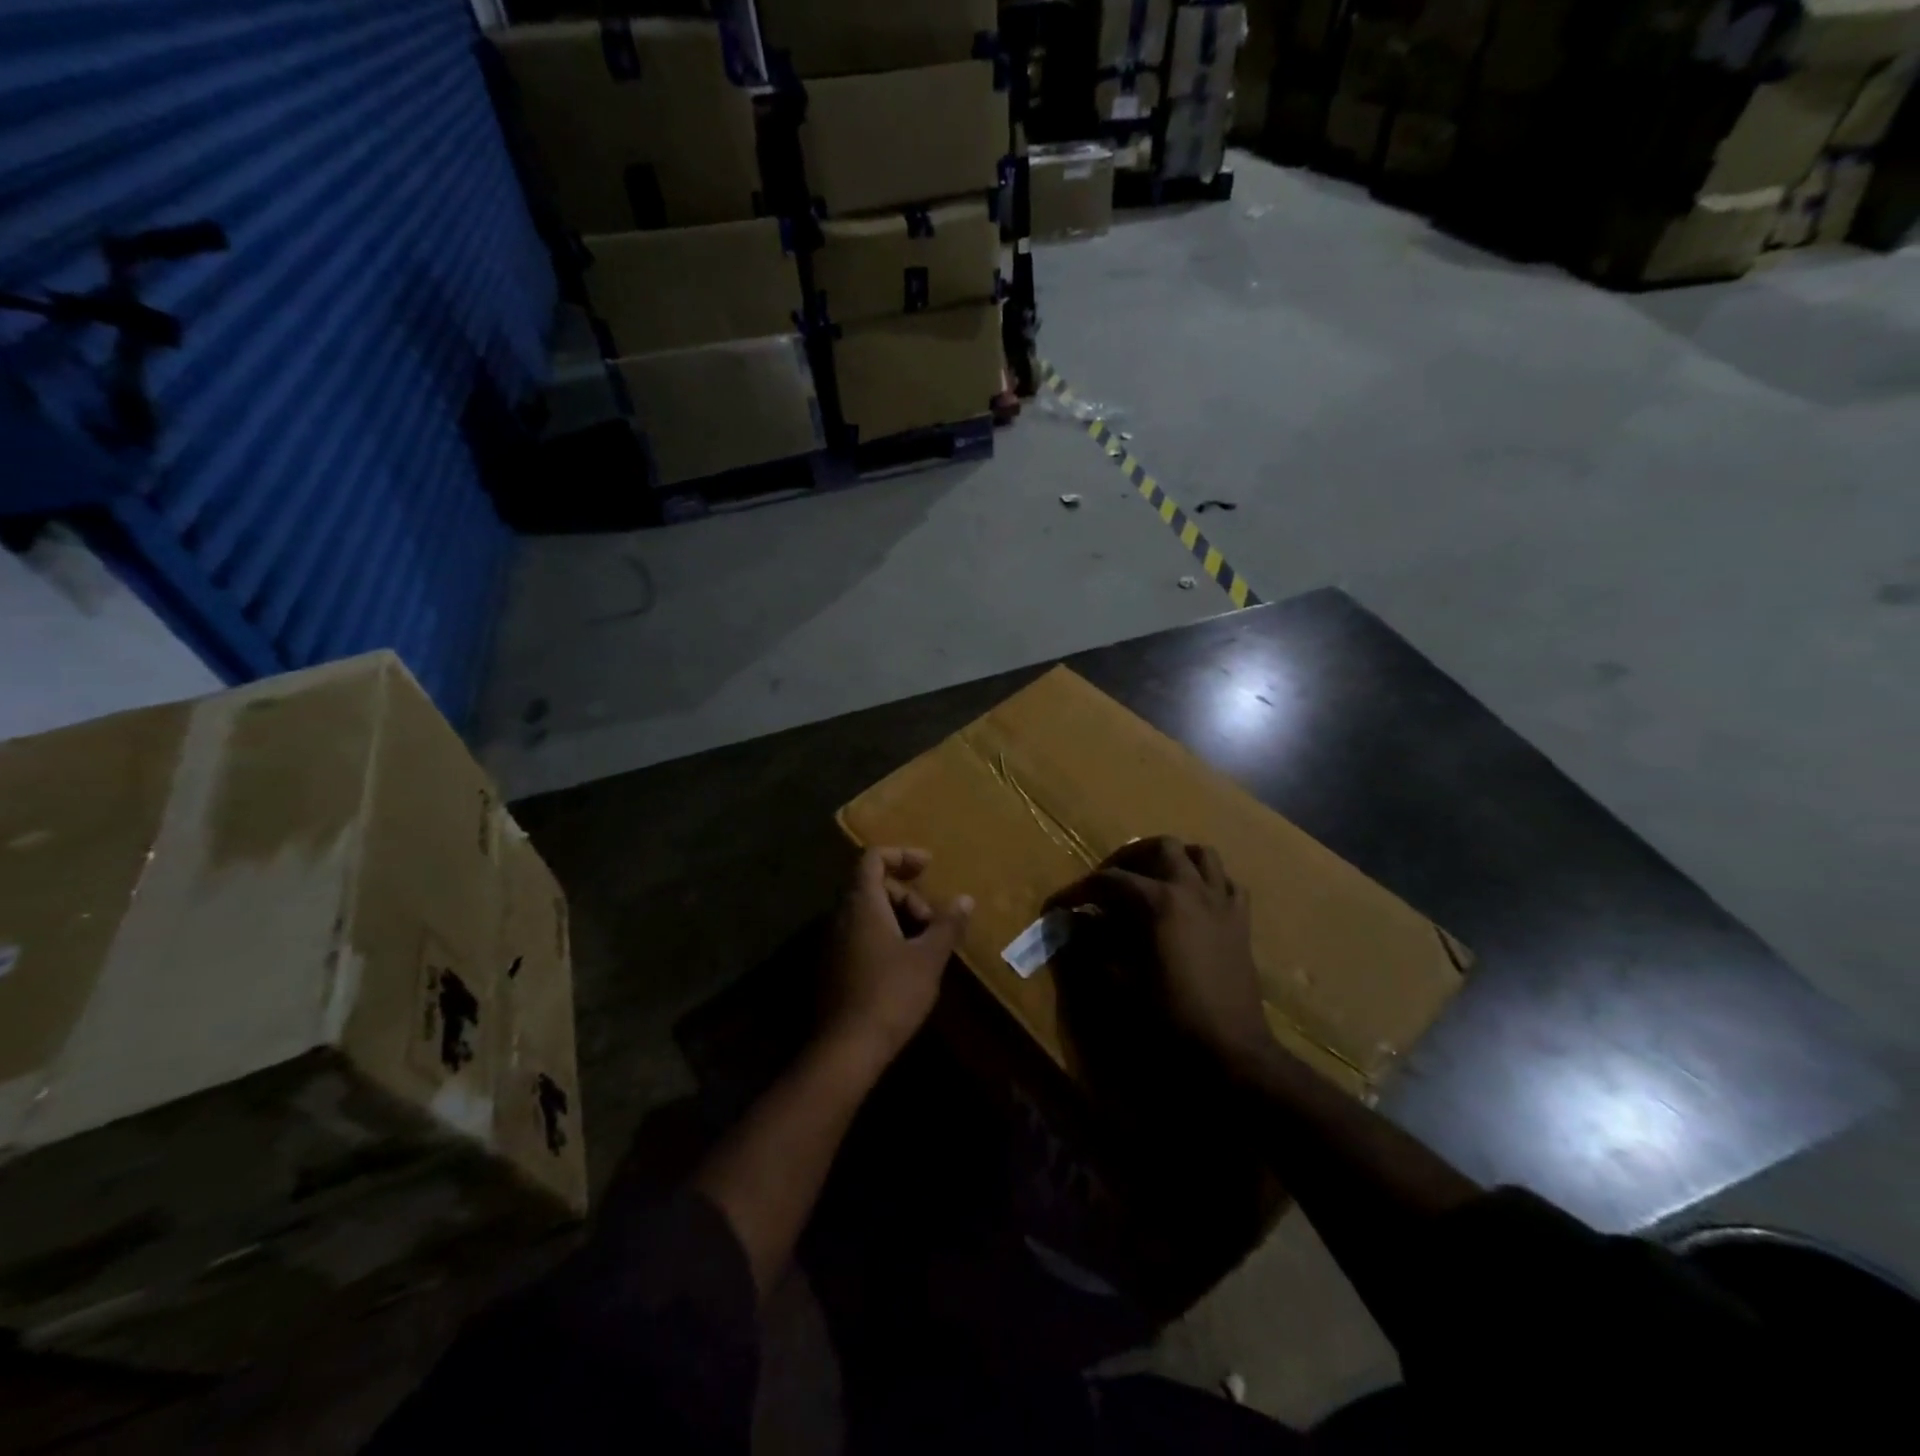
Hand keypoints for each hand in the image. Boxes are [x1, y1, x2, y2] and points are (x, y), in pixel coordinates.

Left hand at [823, 848, 972, 1069]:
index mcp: (862, 905)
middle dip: (907, 895)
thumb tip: (965, 899)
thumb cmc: (891, 994)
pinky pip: (860, 934)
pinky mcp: (833, 967)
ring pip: (867, 913)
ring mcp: (833, 942)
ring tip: (925, 945)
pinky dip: (884, 936)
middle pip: (872, 885)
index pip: (873, 858)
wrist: (846, 1049)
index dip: (901, 854)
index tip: (929, 865)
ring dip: (898, 918)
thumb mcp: (929, 957)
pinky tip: (905, 964)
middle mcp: (841, 916)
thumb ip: (947, 924)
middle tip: (933, 922)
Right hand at [1068, 837, 1270, 1073]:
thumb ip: (1093, 945)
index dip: (1077, 891)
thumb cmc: (1170, 1017)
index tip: (1056, 906)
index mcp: (1158, 901)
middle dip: (1128, 859)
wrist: (1231, 1050)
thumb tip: (1075, 923)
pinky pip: (1227, 882)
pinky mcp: (1241, 921)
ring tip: (1151, 878)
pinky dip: (1207, 880)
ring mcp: (1221, 901)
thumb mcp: (1119, 982)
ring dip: (1172, 859)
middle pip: (1159, 847)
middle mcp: (1191, 889)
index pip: (1108, 880)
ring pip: (1200, 854)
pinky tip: (1192, 899)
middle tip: (1107, 882)